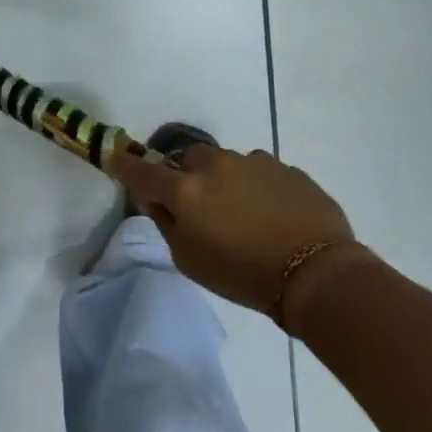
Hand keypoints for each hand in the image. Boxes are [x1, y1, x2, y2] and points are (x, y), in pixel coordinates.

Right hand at [109, 143, 370, 326]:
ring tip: (242, 214)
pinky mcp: (286, 168)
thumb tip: (157, 200)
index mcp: (186, 188)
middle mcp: (216, 164)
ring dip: (224, 181)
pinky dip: (255, 187)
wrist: (317, 273)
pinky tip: (271, 215)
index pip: (142, 170)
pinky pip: (259, 172)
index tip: (114, 157)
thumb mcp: (190, 260)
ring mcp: (254, 161)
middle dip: (186, 177)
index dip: (124, 164)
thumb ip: (167, 223)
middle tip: (198, 207)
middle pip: (188, 160)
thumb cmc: (243, 274)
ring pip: (226, 164)